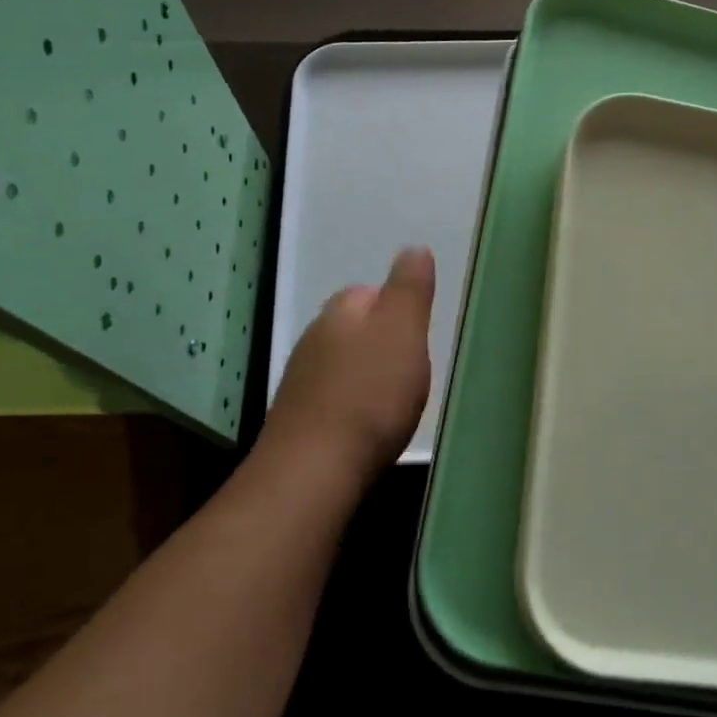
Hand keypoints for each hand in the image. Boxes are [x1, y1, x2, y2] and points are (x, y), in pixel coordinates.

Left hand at [263, 247, 435, 474]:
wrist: (315, 469)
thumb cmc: (369, 394)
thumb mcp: (403, 331)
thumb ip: (409, 289)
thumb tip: (413, 247)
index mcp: (340, 313)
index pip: (366, 292)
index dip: (394, 307)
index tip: (417, 332)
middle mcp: (313, 340)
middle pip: (351, 328)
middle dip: (379, 341)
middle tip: (412, 366)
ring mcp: (300, 382)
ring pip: (340, 364)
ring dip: (364, 374)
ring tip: (394, 398)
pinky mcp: (298, 421)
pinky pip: (332, 399)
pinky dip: (352, 404)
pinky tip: (367, 425)